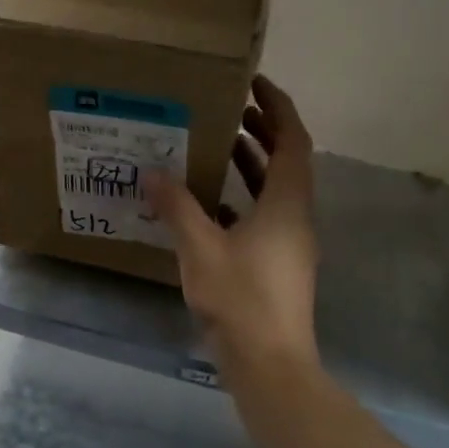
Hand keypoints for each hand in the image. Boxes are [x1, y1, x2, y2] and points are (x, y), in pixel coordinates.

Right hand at [150, 76, 319, 371]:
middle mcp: (295, 217)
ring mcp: (289, 243)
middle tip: (228, 108)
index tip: (253, 83)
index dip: (278, 107)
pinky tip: (209, 203)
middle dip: (262, 130)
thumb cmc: (241, 298)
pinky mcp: (277, 264)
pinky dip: (242, 198)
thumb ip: (177, 206)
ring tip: (216, 144)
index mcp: (287, 203)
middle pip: (286, 161)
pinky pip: (263, 216)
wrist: (270, 364)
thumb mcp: (200, 247)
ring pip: (274, 190)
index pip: (293, 140)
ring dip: (252, 164)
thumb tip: (153, 171)